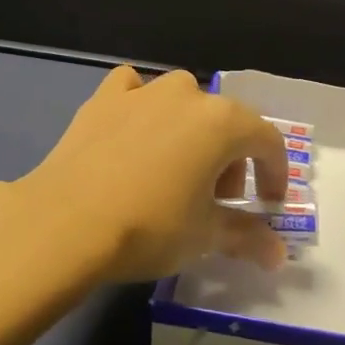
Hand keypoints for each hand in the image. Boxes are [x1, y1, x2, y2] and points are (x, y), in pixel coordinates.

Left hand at [9, 67, 289, 283]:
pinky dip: (141, 105)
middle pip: (225, 122)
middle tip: (216, 201)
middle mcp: (187, 95)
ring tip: (174, 170)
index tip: (269, 204)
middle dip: (230, 160)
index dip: (275, 173)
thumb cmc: (149, 227)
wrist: (67, 221)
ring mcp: (142, 91)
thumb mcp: (204, 237)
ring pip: (182, 101)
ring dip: (190, 130)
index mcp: (222, 122)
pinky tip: (133, 131)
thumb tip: (277, 253)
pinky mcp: (103, 98)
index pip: (266, 140)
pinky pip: (133, 90)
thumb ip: (247, 237)